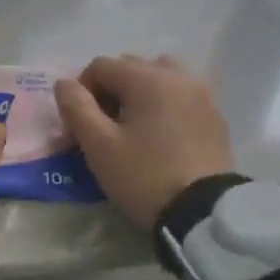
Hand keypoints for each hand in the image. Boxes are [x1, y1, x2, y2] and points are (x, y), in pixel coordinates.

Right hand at [56, 54, 234, 228]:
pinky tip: (162, 137)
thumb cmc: (144, 176)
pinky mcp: (216, 115)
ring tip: (136, 127)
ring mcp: (202, 93)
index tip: (82, 126)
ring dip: (141, 93)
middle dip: (111, 91)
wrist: (203, 213)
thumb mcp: (99, 146)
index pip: (100, 66)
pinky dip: (166, 105)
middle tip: (106, 128)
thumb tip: (64, 84)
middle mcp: (177, 75)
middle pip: (131, 67)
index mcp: (147, 77)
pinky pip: (182, 96)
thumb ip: (76, 108)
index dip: (82, 92)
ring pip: (160, 77)